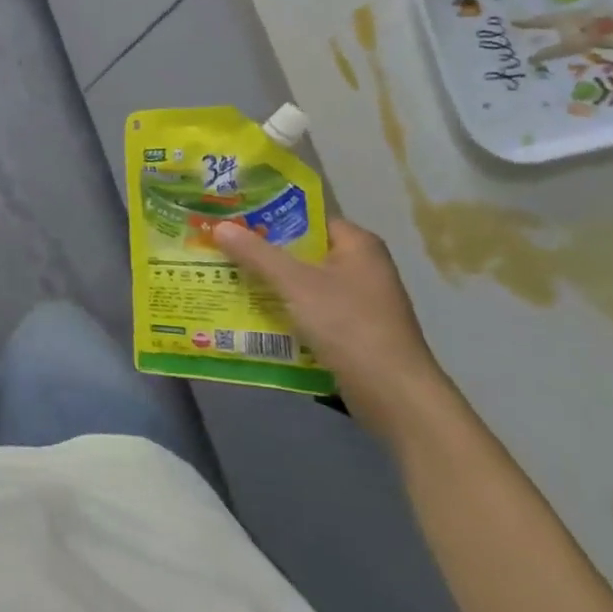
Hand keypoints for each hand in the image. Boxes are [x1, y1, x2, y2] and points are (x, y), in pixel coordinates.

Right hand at [212, 218, 452, 443]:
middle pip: (301, 251)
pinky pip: (308, 310)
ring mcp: (358, 301)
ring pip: (302, 283)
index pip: (307, 218)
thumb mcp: (295, 283)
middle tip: (219, 248)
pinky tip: (249, 313)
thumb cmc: (348, 325)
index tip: (232, 219)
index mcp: (357, 244)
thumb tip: (220, 226)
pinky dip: (282, 310)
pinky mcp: (351, 330)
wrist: (393, 394)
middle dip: (261, 252)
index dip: (268, 217)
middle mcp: (361, 267)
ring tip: (224, 277)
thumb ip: (256, 254)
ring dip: (268, 283)